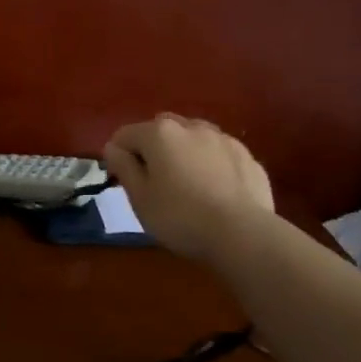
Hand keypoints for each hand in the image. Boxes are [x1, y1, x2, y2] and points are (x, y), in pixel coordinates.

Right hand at [104, 114, 275, 265]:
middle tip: (154, 180)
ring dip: (184, 152)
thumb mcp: (139, 198)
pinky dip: (211, 164)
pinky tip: (215, 190)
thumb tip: (113, 147)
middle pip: (161, 129)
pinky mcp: (247, 157)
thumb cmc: (180, 217)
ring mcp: (223, 139)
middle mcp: (191, 127)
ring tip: (187, 183)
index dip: (118, 156)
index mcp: (159, 133)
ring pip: (193, 137)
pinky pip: (219, 154)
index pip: (125, 135)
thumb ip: (123, 167)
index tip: (122, 181)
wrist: (243, 234)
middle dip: (153, 148)